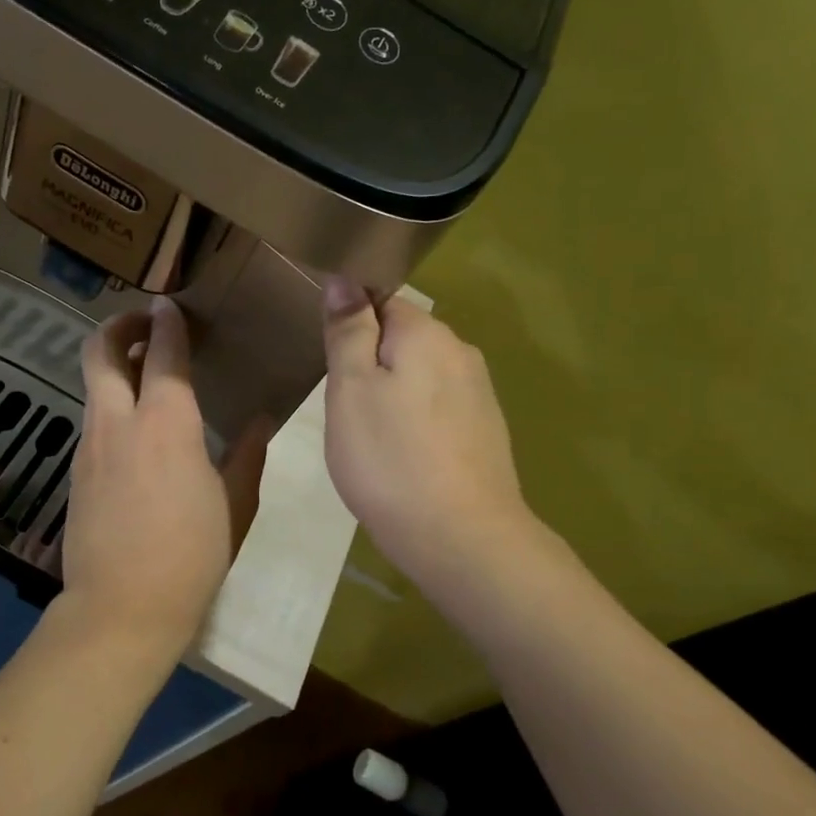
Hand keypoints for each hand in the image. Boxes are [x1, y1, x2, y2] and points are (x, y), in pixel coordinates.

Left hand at [62, 297, 271, 654]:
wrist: (122, 609)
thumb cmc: (191, 556)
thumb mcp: (233, 505)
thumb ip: (246, 456)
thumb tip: (261, 421)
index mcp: (167, 423)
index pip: (162, 353)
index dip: (167, 322)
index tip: (171, 305)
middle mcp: (119, 422)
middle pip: (99, 351)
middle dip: (119, 325)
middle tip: (145, 324)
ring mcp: (90, 446)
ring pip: (92, 385)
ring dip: (114, 366)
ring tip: (145, 375)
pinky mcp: (77, 472)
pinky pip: (93, 420)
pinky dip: (111, 405)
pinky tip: (137, 432)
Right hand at [320, 278, 540, 590]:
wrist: (460, 537)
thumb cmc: (390, 459)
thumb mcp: (350, 389)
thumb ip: (348, 330)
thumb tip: (345, 278)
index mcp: (426, 333)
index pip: (380, 300)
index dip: (350, 325)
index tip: (329, 364)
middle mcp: (460, 352)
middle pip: (402, 339)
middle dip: (370, 362)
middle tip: (343, 408)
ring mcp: (478, 393)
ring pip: (420, 376)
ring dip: (392, 394)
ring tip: (369, 437)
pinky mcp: (485, 429)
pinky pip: (438, 407)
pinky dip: (415, 421)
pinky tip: (403, 455)